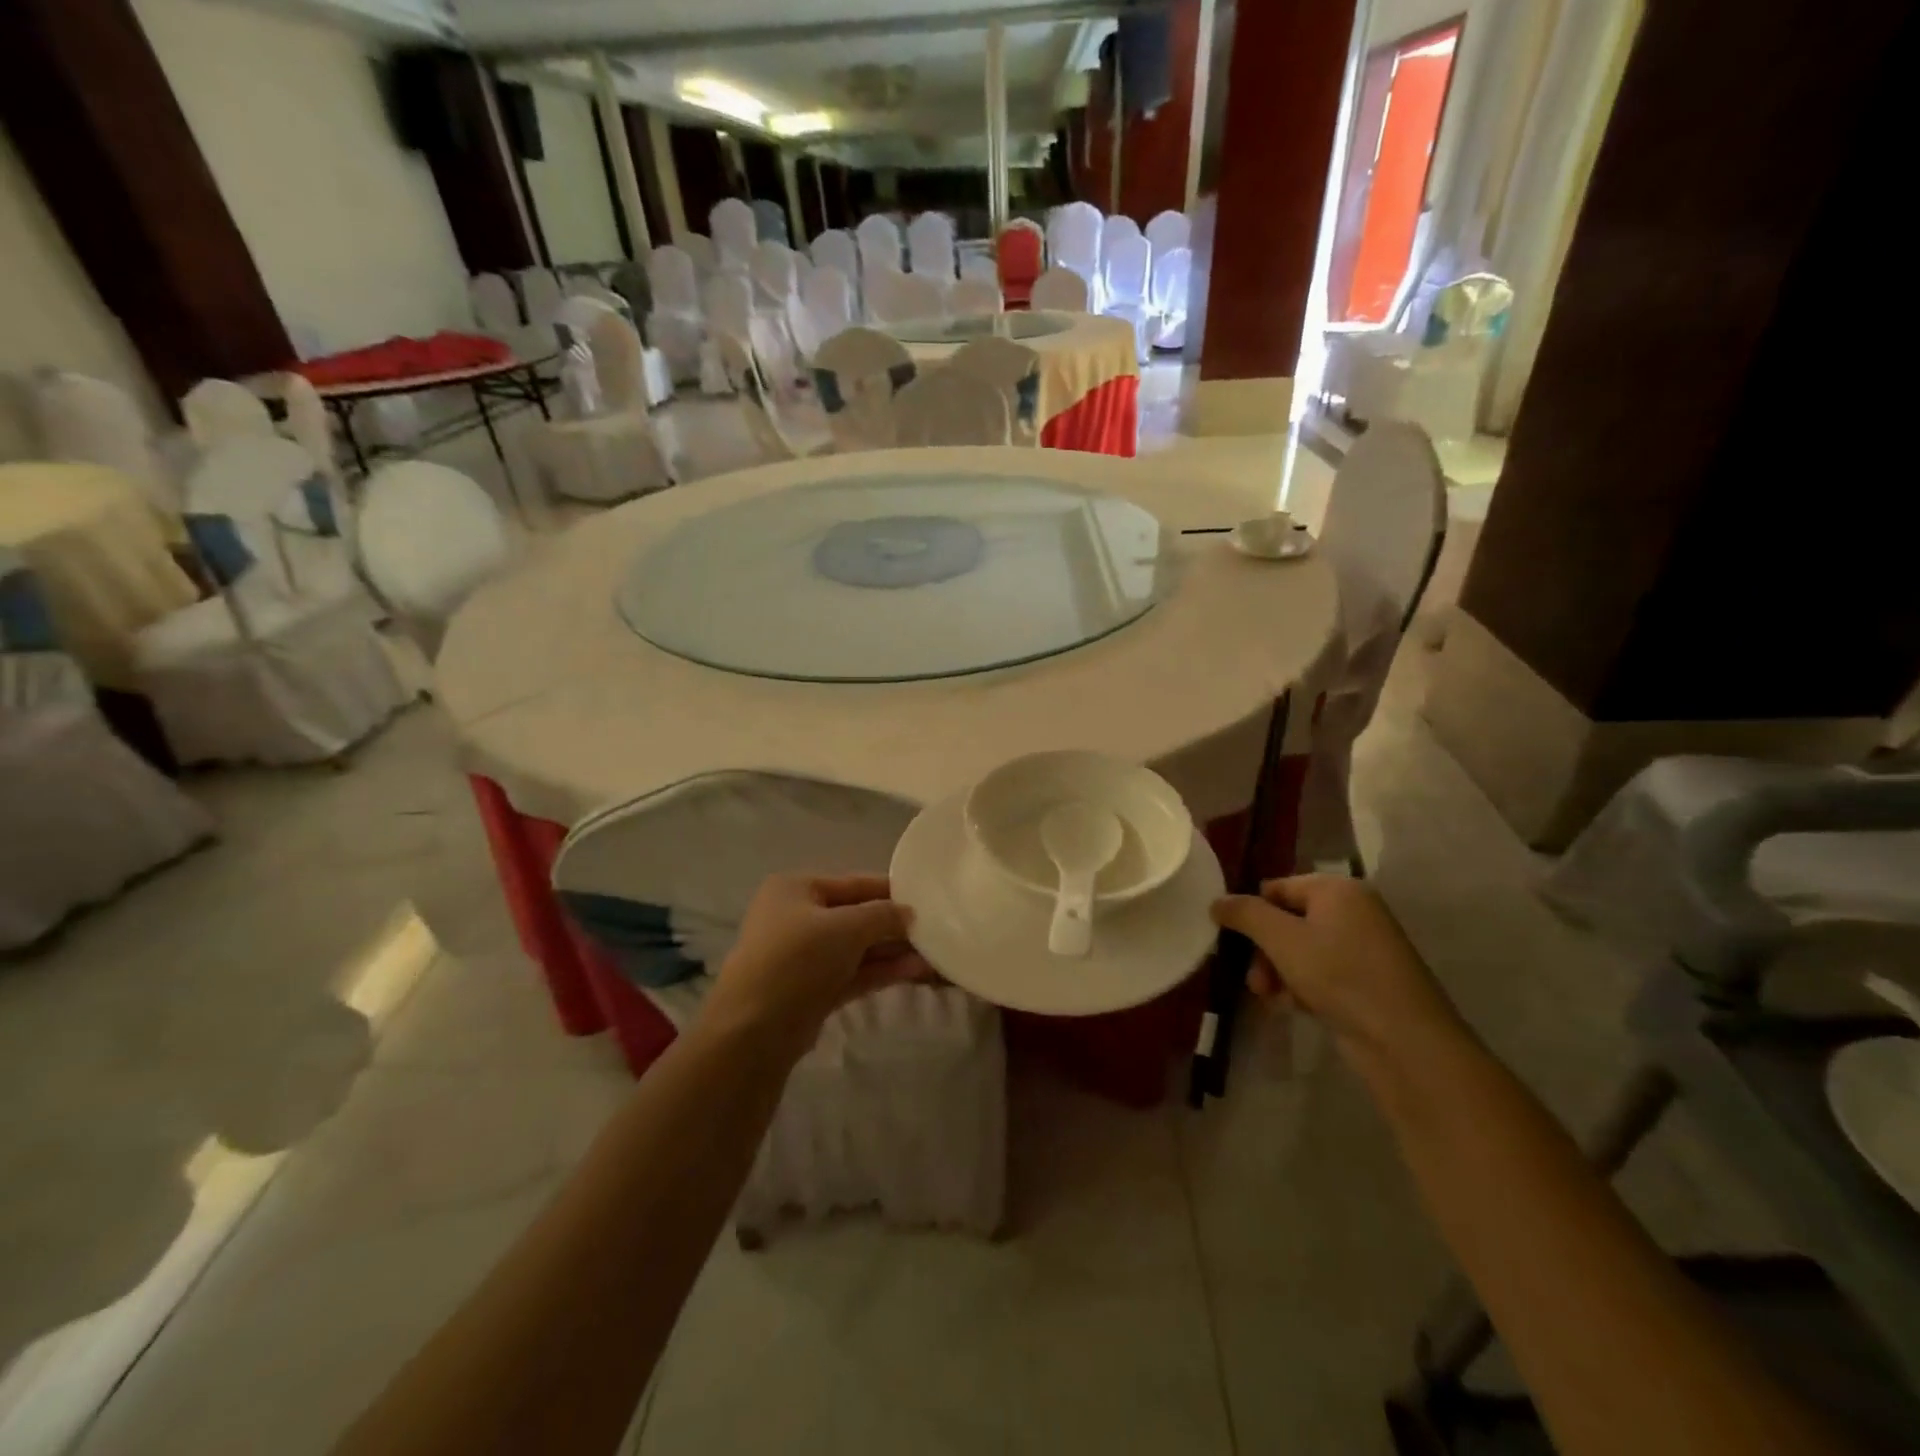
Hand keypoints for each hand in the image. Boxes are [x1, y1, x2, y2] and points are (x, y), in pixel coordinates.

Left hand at [703, 874, 928, 1044]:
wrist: (754, 1031)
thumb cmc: (798, 959)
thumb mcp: (847, 927)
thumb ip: (883, 915)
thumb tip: (909, 914)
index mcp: (796, 888)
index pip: (854, 883)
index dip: (891, 891)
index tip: (927, 898)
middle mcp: (797, 917)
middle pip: (856, 916)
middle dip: (894, 926)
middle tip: (936, 930)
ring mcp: (802, 957)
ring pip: (856, 948)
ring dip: (892, 951)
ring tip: (934, 956)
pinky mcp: (811, 990)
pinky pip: (852, 973)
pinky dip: (880, 971)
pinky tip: (915, 972)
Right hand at [1210, 876, 1460, 1066]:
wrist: (1405, 1041)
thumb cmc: (1340, 975)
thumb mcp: (1282, 939)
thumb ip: (1245, 914)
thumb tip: (1217, 901)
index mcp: (1337, 890)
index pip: (1277, 888)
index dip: (1251, 912)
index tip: (1231, 941)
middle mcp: (1352, 911)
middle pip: (1287, 920)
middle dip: (1263, 950)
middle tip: (1254, 980)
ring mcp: (1362, 947)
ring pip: (1300, 950)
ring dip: (1277, 971)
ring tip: (1269, 997)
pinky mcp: (1365, 981)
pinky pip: (1320, 972)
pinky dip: (1300, 986)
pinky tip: (1292, 1007)